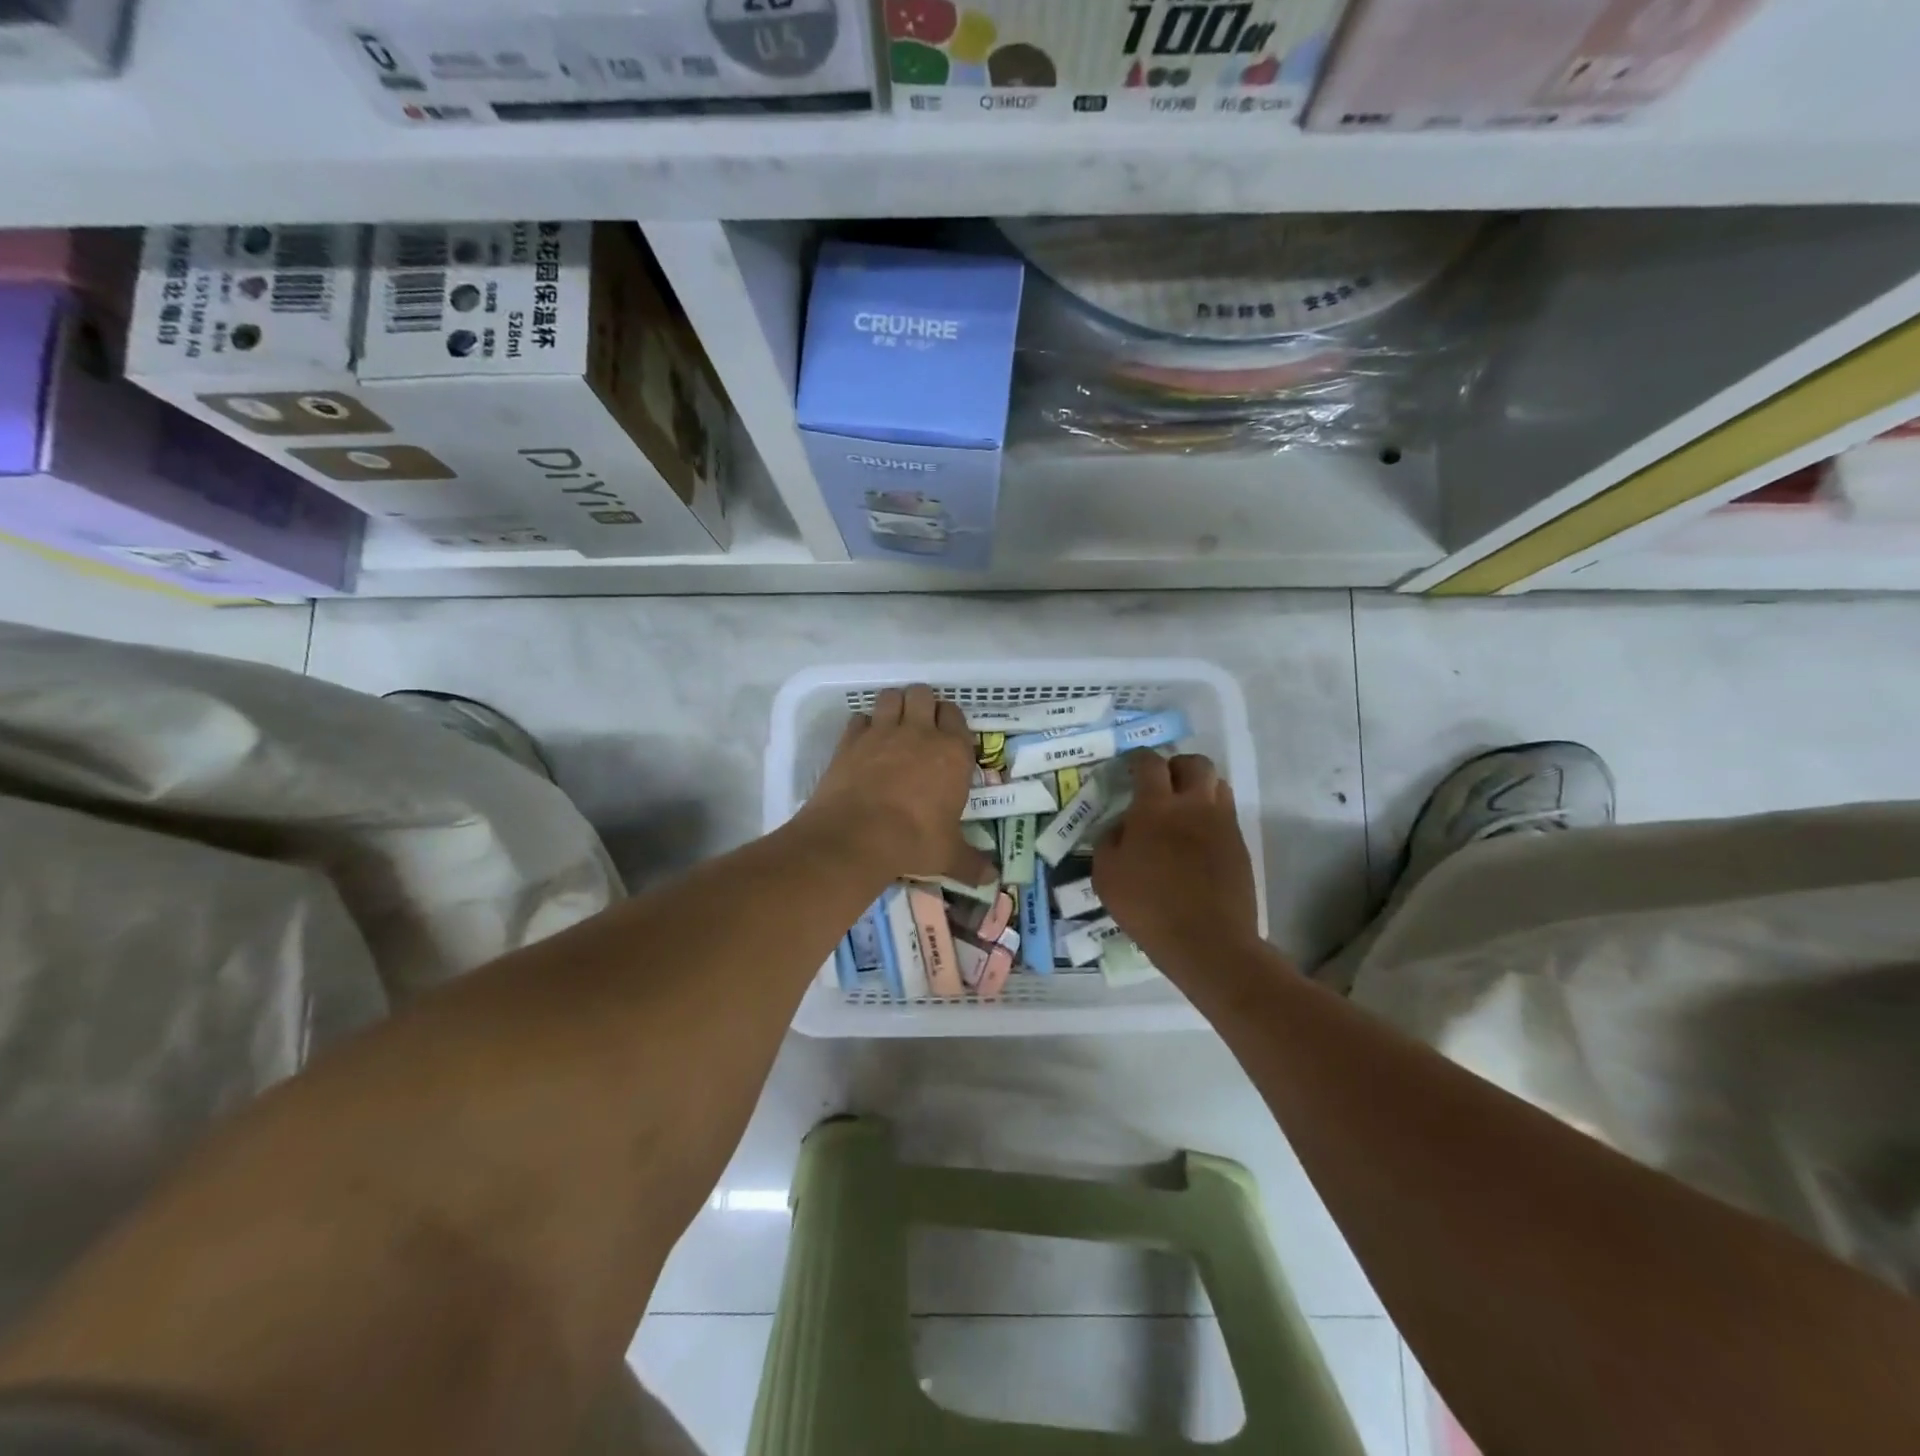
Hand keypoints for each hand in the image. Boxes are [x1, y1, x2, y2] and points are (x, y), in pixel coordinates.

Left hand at [800, 684, 994, 886]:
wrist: (856, 837)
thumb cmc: (913, 841)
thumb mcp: (948, 855)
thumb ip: (971, 862)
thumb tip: (992, 879)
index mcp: (952, 752)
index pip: (956, 714)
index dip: (950, 721)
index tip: (946, 736)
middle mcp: (919, 733)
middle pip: (923, 694)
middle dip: (921, 705)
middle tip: (919, 727)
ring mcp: (882, 732)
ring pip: (890, 696)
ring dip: (893, 706)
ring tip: (892, 726)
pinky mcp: (851, 740)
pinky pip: (859, 718)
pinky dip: (863, 726)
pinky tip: (864, 743)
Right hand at [1094, 751, 1259, 968]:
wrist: (1208, 942)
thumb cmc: (1148, 907)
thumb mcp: (1106, 874)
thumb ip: (1110, 839)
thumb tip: (1123, 825)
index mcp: (1156, 807)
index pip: (1150, 764)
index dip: (1138, 758)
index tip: (1131, 765)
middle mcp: (1194, 805)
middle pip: (1195, 764)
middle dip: (1177, 765)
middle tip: (1163, 782)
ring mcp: (1222, 824)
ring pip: (1218, 785)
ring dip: (1199, 787)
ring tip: (1183, 807)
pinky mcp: (1239, 846)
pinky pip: (1226, 816)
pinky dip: (1210, 816)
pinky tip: (1196, 841)